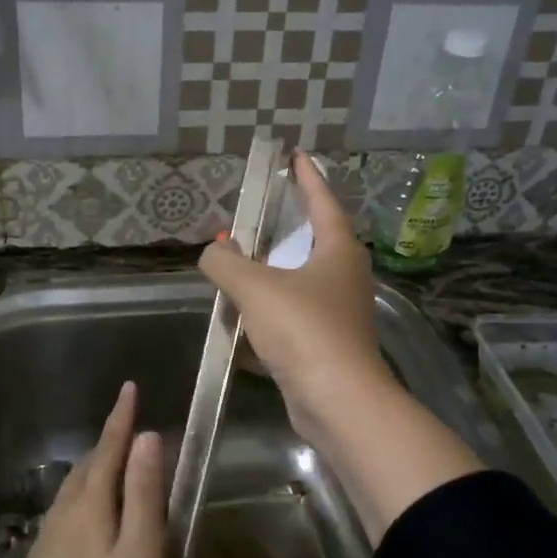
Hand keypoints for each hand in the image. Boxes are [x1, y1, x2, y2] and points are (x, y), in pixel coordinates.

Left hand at [2, 382, 165, 557]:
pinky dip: (82, 499)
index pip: (109, 449)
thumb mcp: (139, 554)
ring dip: (94, 470)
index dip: (121, 419)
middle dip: (109, 443)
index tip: (129, 388)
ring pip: (72, 491)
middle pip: (88, 467)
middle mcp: (63, 514)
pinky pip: (64, 514)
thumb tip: (147, 437)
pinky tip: (85, 519)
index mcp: (90, 505)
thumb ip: (143, 494)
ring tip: (110, 466)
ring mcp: (46, 541)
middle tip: (129, 429)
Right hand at [199, 152, 397, 449]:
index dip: (307, 176)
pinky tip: (239, 322)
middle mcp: (344, 277)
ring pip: (298, 283)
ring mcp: (337, 313)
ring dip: (269, 275)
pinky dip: (267, 315)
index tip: (294, 155)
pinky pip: (291, 319)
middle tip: (252, 217)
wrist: (338, 402)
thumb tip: (213, 252)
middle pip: (311, 242)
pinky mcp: (326, 346)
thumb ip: (226, 264)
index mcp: (338, 251)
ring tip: (236, 268)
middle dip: (280, 230)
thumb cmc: (304, 330)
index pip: (322, 201)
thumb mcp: (256, 288)